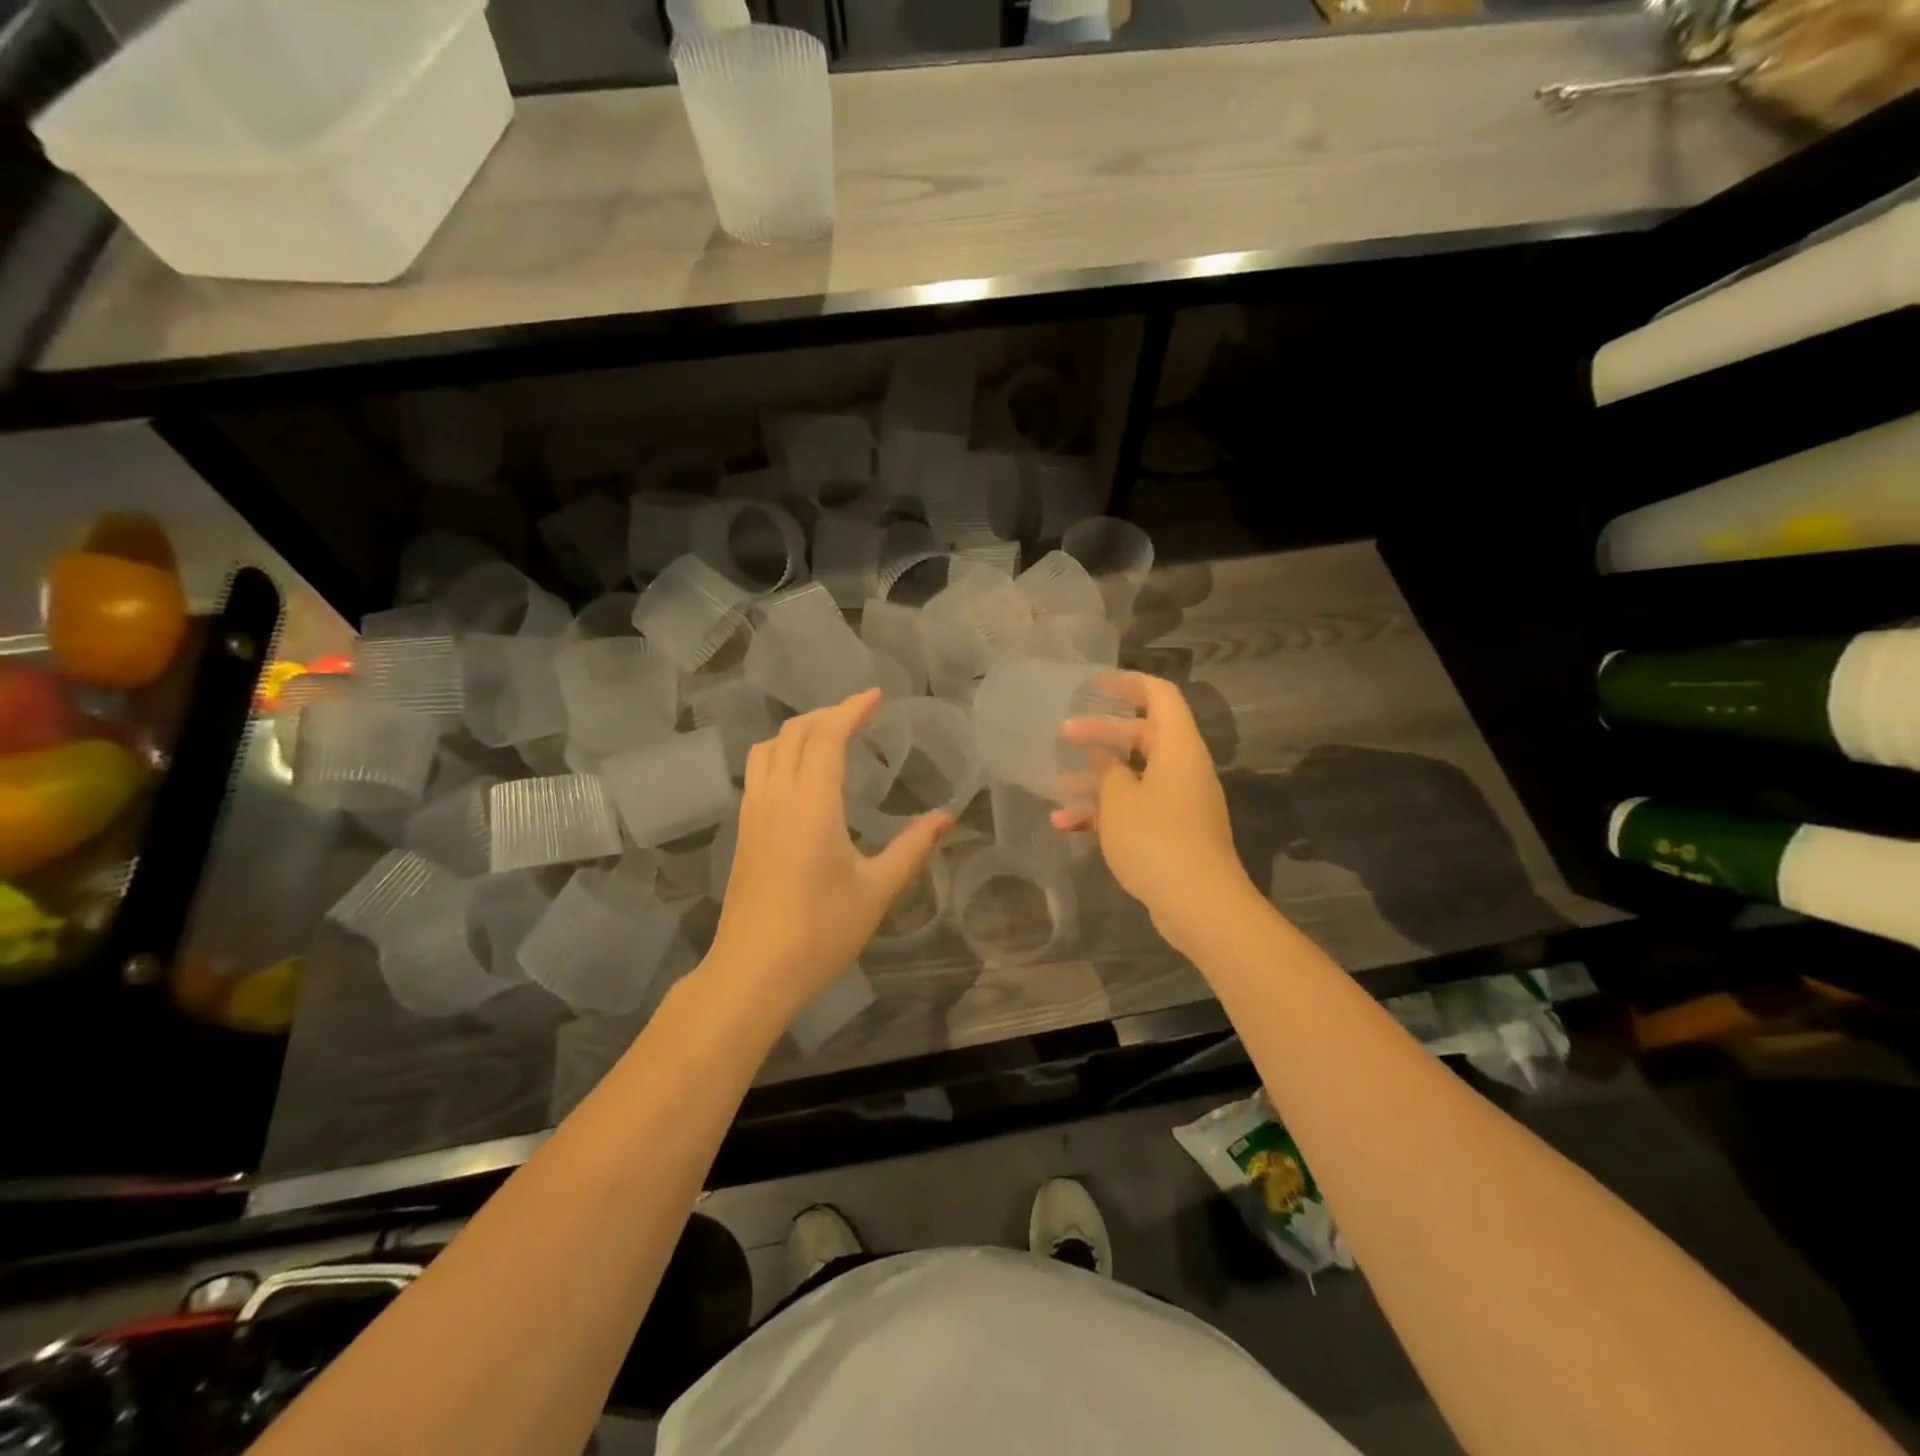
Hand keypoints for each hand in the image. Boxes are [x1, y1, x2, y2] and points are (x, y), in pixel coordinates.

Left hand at [705, 688, 949, 1020]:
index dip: (851, 709)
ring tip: (829, 735)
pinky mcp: (744, 832)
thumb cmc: (820, 931)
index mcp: (811, 804)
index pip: (827, 736)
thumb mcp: (877, 891)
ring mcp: (754, 814)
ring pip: (768, 749)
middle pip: (794, 734)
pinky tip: (800, 775)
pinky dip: (781, 754)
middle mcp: (777, 797)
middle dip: (827, 714)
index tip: (876, 695)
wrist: (753, 972)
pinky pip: (759, 772)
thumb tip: (945, 819)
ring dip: (798, 731)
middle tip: (860, 713)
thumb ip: (912, 849)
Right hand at [1053, 672, 1255, 943]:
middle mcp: (1183, 768)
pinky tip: (1066, 826)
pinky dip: (1105, 813)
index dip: (1129, 684)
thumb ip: (1108, 772)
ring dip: (1096, 779)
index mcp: (1178, 748)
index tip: (1094, 684)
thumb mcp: (1120, 800)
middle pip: (1141, 736)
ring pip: (1134, 776)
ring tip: (1054, 785)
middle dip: (1100, 734)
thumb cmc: (1157, 839)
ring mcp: (1179, 802)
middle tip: (1061, 734)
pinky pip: (1136, 809)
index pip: (1160, 696)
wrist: (1199, 904)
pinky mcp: (1172, 832)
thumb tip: (1105, 760)